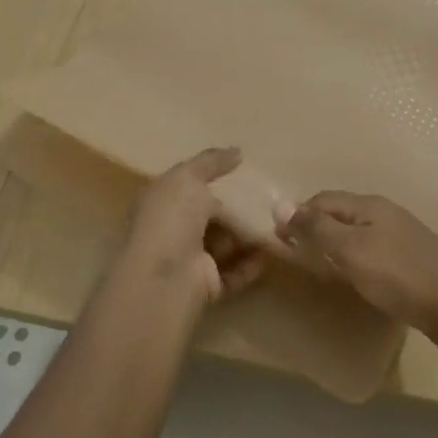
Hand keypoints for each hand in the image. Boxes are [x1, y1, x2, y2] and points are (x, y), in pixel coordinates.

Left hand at [122, 147, 267, 305]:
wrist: (167, 276)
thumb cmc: (171, 217)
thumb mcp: (188, 177)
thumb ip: (212, 162)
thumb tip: (237, 151)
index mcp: (161, 201)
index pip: (188, 187)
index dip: (212, 179)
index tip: (243, 173)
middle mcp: (172, 230)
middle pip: (210, 216)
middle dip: (236, 210)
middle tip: (267, 202)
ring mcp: (188, 260)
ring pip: (224, 244)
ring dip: (247, 237)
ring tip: (275, 226)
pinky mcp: (205, 285)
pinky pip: (233, 272)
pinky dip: (250, 263)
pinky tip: (267, 254)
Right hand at [275, 191, 437, 340]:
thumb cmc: (397, 275)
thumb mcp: (350, 251)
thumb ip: (316, 229)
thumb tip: (280, 204)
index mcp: (368, 205)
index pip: (322, 200)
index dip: (298, 215)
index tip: (279, 239)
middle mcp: (384, 212)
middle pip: (340, 213)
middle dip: (315, 228)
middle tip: (296, 255)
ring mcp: (401, 234)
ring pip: (357, 232)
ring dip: (334, 244)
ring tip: (320, 266)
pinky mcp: (412, 258)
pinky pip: (372, 249)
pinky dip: (354, 257)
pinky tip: (355, 276)